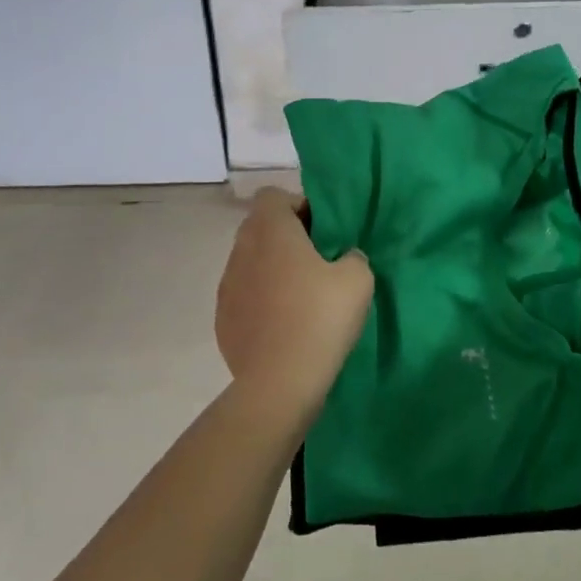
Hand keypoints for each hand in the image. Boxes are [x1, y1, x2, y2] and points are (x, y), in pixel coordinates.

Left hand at [216, 189, 372, 416]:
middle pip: (260, 227)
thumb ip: (353, 255)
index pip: (273, 196)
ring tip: (301, 297)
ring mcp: (226, 286)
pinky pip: (244, 296)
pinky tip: (283, 326)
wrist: (279, 384)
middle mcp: (241, 250)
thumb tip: (344, 258)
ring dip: (272, 270)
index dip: (298, 206)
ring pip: (251, 262)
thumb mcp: (358, 278)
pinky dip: (261, 301)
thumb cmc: (320, 318)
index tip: (321, 232)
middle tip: (318, 262)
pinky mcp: (222, 320)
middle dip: (287, 238)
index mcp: (270, 230)